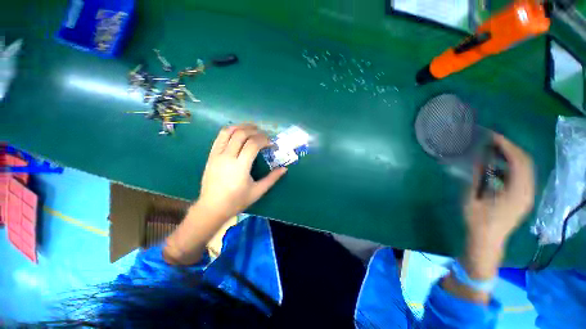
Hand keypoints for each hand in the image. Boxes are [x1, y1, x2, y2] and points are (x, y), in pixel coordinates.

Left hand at [196, 124, 286, 221]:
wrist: (212, 208)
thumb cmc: (237, 201)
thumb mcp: (258, 191)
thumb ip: (272, 178)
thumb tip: (284, 169)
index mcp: (240, 166)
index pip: (253, 144)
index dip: (265, 140)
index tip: (271, 144)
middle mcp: (227, 157)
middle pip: (241, 134)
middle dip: (255, 131)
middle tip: (264, 135)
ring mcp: (217, 155)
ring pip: (228, 132)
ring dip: (242, 126)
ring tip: (252, 128)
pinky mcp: (211, 155)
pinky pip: (220, 137)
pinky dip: (230, 130)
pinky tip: (238, 132)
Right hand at [443, 134, 534, 302]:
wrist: (487, 241)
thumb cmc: (477, 220)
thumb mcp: (473, 197)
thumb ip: (478, 176)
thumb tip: (480, 157)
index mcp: (517, 191)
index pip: (518, 161)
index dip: (506, 145)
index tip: (491, 136)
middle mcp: (527, 191)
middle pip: (526, 162)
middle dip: (510, 148)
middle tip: (492, 141)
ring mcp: (527, 195)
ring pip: (525, 168)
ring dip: (511, 156)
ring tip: (494, 150)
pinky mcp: (524, 198)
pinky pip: (522, 176)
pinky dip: (511, 167)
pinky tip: (497, 167)